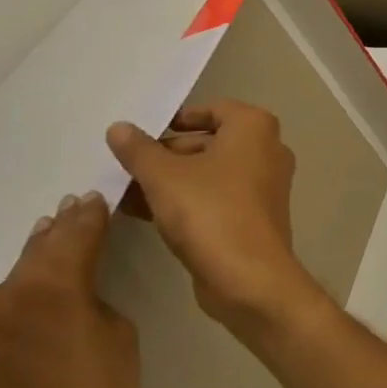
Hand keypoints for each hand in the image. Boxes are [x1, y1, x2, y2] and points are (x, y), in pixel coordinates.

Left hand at [0, 193, 140, 387]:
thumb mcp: (118, 334)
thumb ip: (86, 294)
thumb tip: (67, 277)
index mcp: (46, 286)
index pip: (71, 231)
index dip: (84, 215)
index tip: (88, 201)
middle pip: (27, 266)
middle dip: (49, 256)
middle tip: (64, 249)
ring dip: (15, 313)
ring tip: (35, 344)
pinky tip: (6, 380)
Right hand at [106, 101, 324, 345]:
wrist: (249, 278)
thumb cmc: (209, 211)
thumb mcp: (163, 176)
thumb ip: (139, 150)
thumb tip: (119, 127)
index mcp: (254, 127)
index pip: (213, 109)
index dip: (177, 118)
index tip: (145, 132)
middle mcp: (267, 150)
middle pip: (210, 142)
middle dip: (167, 154)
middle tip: (127, 165)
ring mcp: (264, 185)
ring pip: (210, 173)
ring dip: (171, 180)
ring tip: (124, 190)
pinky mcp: (255, 217)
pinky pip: (216, 197)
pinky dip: (186, 200)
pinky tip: (142, 213)